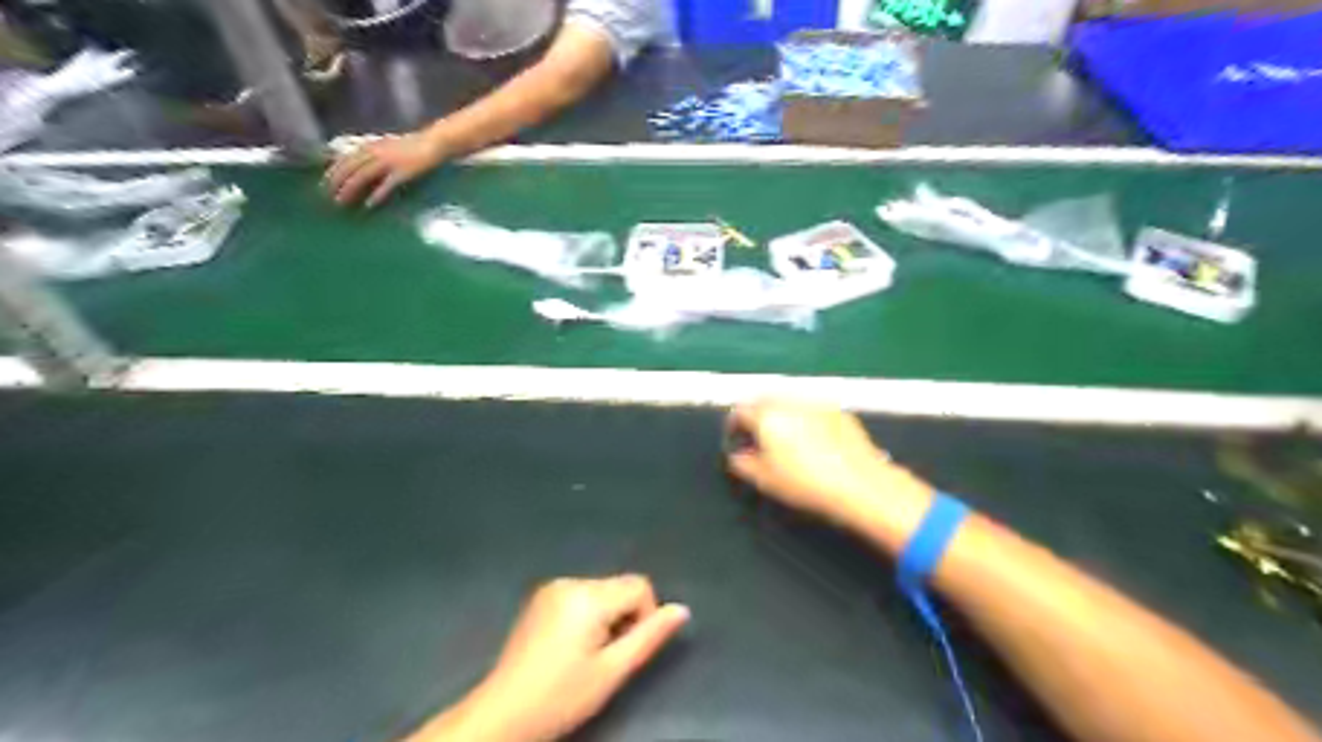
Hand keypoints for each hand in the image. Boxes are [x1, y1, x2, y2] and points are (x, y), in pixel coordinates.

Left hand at [325, 131, 443, 205]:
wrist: (433, 143)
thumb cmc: (413, 146)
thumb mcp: (388, 146)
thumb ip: (374, 154)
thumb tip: (360, 166)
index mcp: (370, 146)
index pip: (345, 159)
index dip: (333, 172)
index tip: (324, 184)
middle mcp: (375, 152)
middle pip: (350, 168)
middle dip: (336, 183)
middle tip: (328, 197)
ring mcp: (389, 162)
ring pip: (362, 176)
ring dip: (350, 189)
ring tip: (342, 202)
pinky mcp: (402, 172)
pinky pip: (386, 185)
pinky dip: (377, 195)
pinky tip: (369, 205)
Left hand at [419, 581, 691, 741]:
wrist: (503, 713)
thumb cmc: (562, 696)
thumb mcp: (613, 671)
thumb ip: (649, 636)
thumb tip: (681, 610)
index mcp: (588, 596)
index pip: (639, 585)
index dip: (645, 615)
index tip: (626, 649)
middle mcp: (571, 581)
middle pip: (619, 586)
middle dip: (623, 616)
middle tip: (606, 657)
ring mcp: (552, 587)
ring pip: (601, 591)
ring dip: (606, 616)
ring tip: (586, 654)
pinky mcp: (540, 597)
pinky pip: (580, 595)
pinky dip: (587, 614)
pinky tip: (570, 646)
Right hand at [729, 401, 933, 537]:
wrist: (860, 483)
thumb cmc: (806, 483)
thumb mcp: (764, 480)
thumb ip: (741, 463)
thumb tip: (737, 454)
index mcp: (767, 416)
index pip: (739, 411)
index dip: (733, 426)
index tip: (736, 439)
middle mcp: (789, 401)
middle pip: (763, 399)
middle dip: (756, 415)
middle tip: (757, 437)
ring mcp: (816, 402)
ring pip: (788, 400)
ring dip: (779, 413)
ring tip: (784, 437)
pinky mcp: (838, 409)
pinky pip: (811, 408)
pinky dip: (804, 417)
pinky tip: (812, 439)